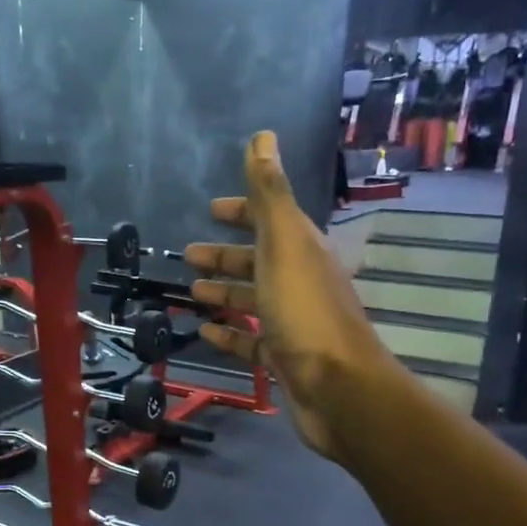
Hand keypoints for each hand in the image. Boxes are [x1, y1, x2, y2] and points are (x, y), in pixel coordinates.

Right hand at [186, 131, 403, 460]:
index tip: (212, 209)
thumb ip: (270, 193)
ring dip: (223, 292)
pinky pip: (250, 340)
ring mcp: (293, 322)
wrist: (339, 389)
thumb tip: (263, 136)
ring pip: (252, 300)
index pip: (270, 219)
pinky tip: (204, 332)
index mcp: (301, 250)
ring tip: (190, 292)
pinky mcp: (284, 358)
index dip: (243, 211)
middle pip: (258, 261)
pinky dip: (228, 334)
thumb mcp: (284, 243)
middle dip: (225, 255)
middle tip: (188, 254)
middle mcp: (299, 281)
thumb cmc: (305, 311)